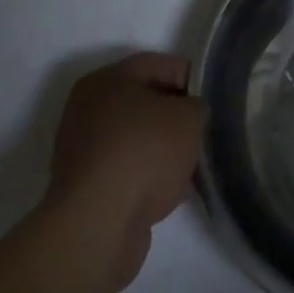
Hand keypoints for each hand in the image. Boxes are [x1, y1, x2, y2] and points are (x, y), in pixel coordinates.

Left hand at [45, 52, 206, 287]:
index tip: (211, 102)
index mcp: (107, 79)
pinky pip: (128, 173)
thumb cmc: (144, 152)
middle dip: (176, 119)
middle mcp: (88, 110)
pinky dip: (148, 179)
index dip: (192, 80)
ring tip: (191, 167)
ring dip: (163, 152)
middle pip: (147, 104)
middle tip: (202, 133)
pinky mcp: (85, 191)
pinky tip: (171, 192)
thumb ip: (197, 106)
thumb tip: (190, 116)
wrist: (98, 227)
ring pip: (138, 141)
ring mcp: (83, 153)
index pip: (161, 65)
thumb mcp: (190, 116)